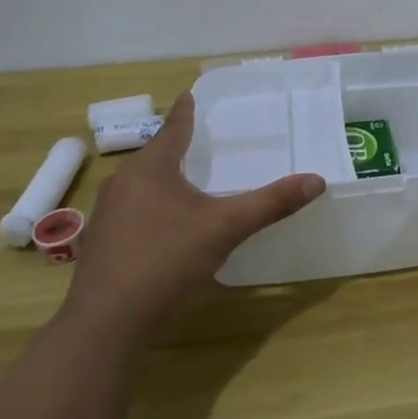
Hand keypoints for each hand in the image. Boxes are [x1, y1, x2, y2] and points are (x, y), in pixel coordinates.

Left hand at [65, 93, 324, 342]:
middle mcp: (122, 182)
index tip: (189, 94)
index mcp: (150, 169)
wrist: (106, 324)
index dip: (185, 112)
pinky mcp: (101, 242)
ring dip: (164, 179)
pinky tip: (165, 224)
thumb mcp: (225, 229)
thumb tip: (316, 181)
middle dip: (176, 147)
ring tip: (187, 179)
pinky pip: (132, 210)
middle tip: (201, 139)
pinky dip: (152, 206)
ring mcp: (106, 214)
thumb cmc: (165, 262)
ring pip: (141, 185)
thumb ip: (270, 204)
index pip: (172, 129)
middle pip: (155, 156)